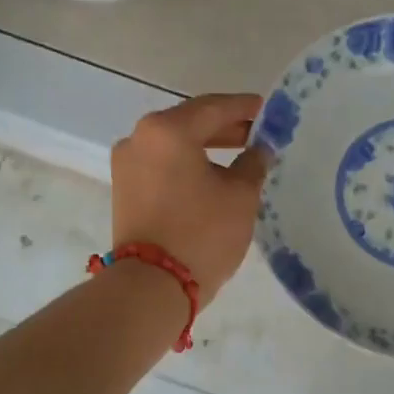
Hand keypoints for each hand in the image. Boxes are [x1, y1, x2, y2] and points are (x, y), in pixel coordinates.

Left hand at [110, 93, 268, 302]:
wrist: (152, 286)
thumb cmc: (201, 233)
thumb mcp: (240, 196)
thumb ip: (253, 163)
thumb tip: (258, 150)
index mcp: (167, 130)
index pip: (214, 107)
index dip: (244, 108)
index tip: (268, 110)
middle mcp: (139, 138)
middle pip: (189, 122)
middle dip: (225, 127)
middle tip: (257, 134)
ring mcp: (127, 164)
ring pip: (174, 144)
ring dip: (205, 147)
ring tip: (240, 156)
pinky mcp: (124, 189)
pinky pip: (162, 165)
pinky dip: (187, 164)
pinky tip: (212, 175)